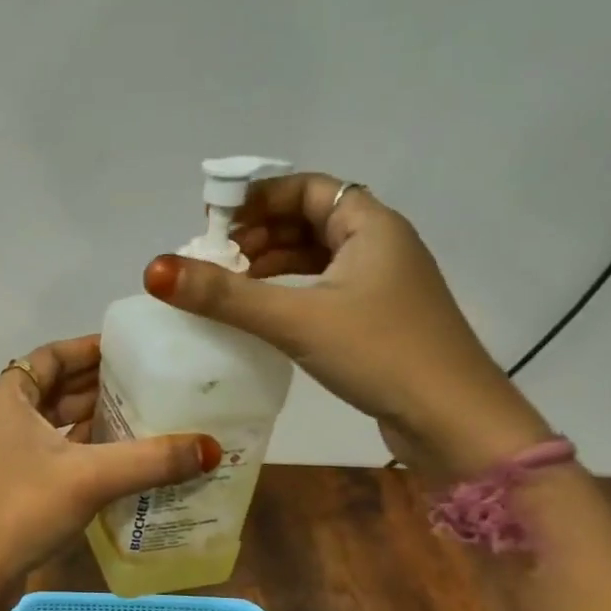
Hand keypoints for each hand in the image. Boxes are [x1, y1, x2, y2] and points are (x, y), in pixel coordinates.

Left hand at [0, 334, 220, 585]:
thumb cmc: (22, 509)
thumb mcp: (91, 478)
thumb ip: (151, 460)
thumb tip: (211, 448)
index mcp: (6, 397)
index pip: (52, 356)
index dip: (90, 349)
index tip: (130, 349)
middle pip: (53, 387)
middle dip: (96, 385)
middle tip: (146, 383)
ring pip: (51, 422)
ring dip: (89, 418)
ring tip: (139, 415)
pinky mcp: (6, 481)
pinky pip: (48, 450)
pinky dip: (79, 448)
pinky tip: (114, 457)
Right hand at [143, 174, 548, 478]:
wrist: (455, 422)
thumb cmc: (381, 353)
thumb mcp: (296, 319)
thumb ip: (224, 295)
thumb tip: (155, 269)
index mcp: (371, 225)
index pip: (308, 187)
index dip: (259, 197)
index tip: (214, 221)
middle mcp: (380, 245)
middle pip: (309, 219)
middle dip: (259, 233)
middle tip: (215, 258)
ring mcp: (382, 284)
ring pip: (316, 256)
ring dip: (272, 264)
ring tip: (228, 285)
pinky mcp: (378, 319)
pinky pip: (323, 288)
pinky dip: (289, 291)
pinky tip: (262, 313)